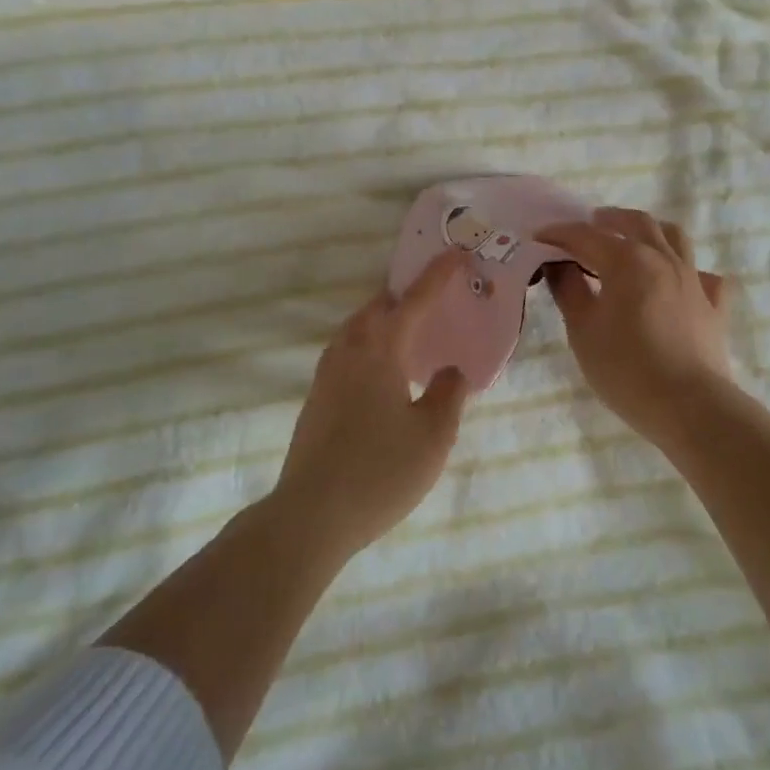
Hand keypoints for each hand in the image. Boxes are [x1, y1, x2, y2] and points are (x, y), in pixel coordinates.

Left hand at [271, 249, 472, 559]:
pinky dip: (370, 345)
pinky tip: (385, 373)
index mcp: (379, 350)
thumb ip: (448, 393)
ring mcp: (326, 375)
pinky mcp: (316, 399)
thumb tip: (451, 369)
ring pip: (357, 330)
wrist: (311, 515)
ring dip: (385, 321)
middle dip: (406, 296)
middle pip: (377, 308)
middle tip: (436, 299)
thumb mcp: (433, 436)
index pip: (414, 301)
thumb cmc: (380, 471)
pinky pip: (347, 353)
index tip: (457, 254)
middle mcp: (348, 352)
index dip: (438, 276)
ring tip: (412, 333)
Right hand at [538, 207, 735, 449]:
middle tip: (589, 225)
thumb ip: (569, 290)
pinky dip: (687, 271)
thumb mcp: (583, 330)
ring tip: (634, 238)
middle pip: (636, 223)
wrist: (689, 406)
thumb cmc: (626, 368)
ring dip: (650, 231)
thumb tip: (558, 264)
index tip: (537, 237)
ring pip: (675, 237)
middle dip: (608, 219)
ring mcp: (694, 280)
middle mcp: (663, 259)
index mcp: (628, 260)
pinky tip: (679, 282)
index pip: (586, 236)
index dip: (559, 234)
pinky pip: (704, 276)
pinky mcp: (714, 306)